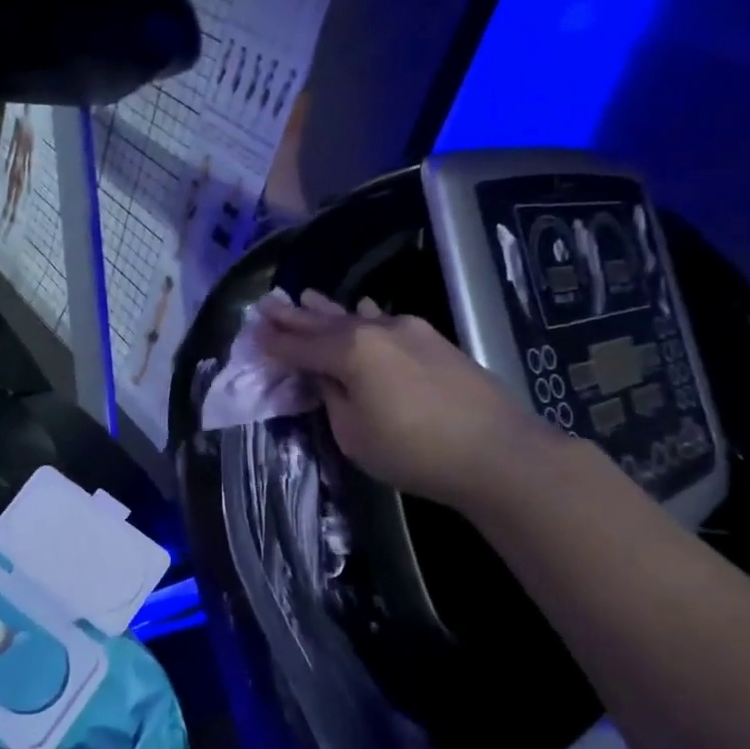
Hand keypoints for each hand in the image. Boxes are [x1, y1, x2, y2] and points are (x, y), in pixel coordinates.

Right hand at [255, 291, 546, 507]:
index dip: (275, 342)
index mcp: (350, 352)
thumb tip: (327, 377)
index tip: (253, 332)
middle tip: (268, 304)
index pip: (301, 347)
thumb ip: (333, 398)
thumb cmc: (414, 451)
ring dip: (329, 310)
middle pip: (325, 323)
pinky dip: (366, 316)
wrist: (496, 451)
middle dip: (295, 316)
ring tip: (306, 296)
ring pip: (357, 316)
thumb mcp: (354, 435)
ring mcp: (408, 330)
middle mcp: (376, 330)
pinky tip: (363, 307)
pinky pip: (386, 320)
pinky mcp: (433, 340)